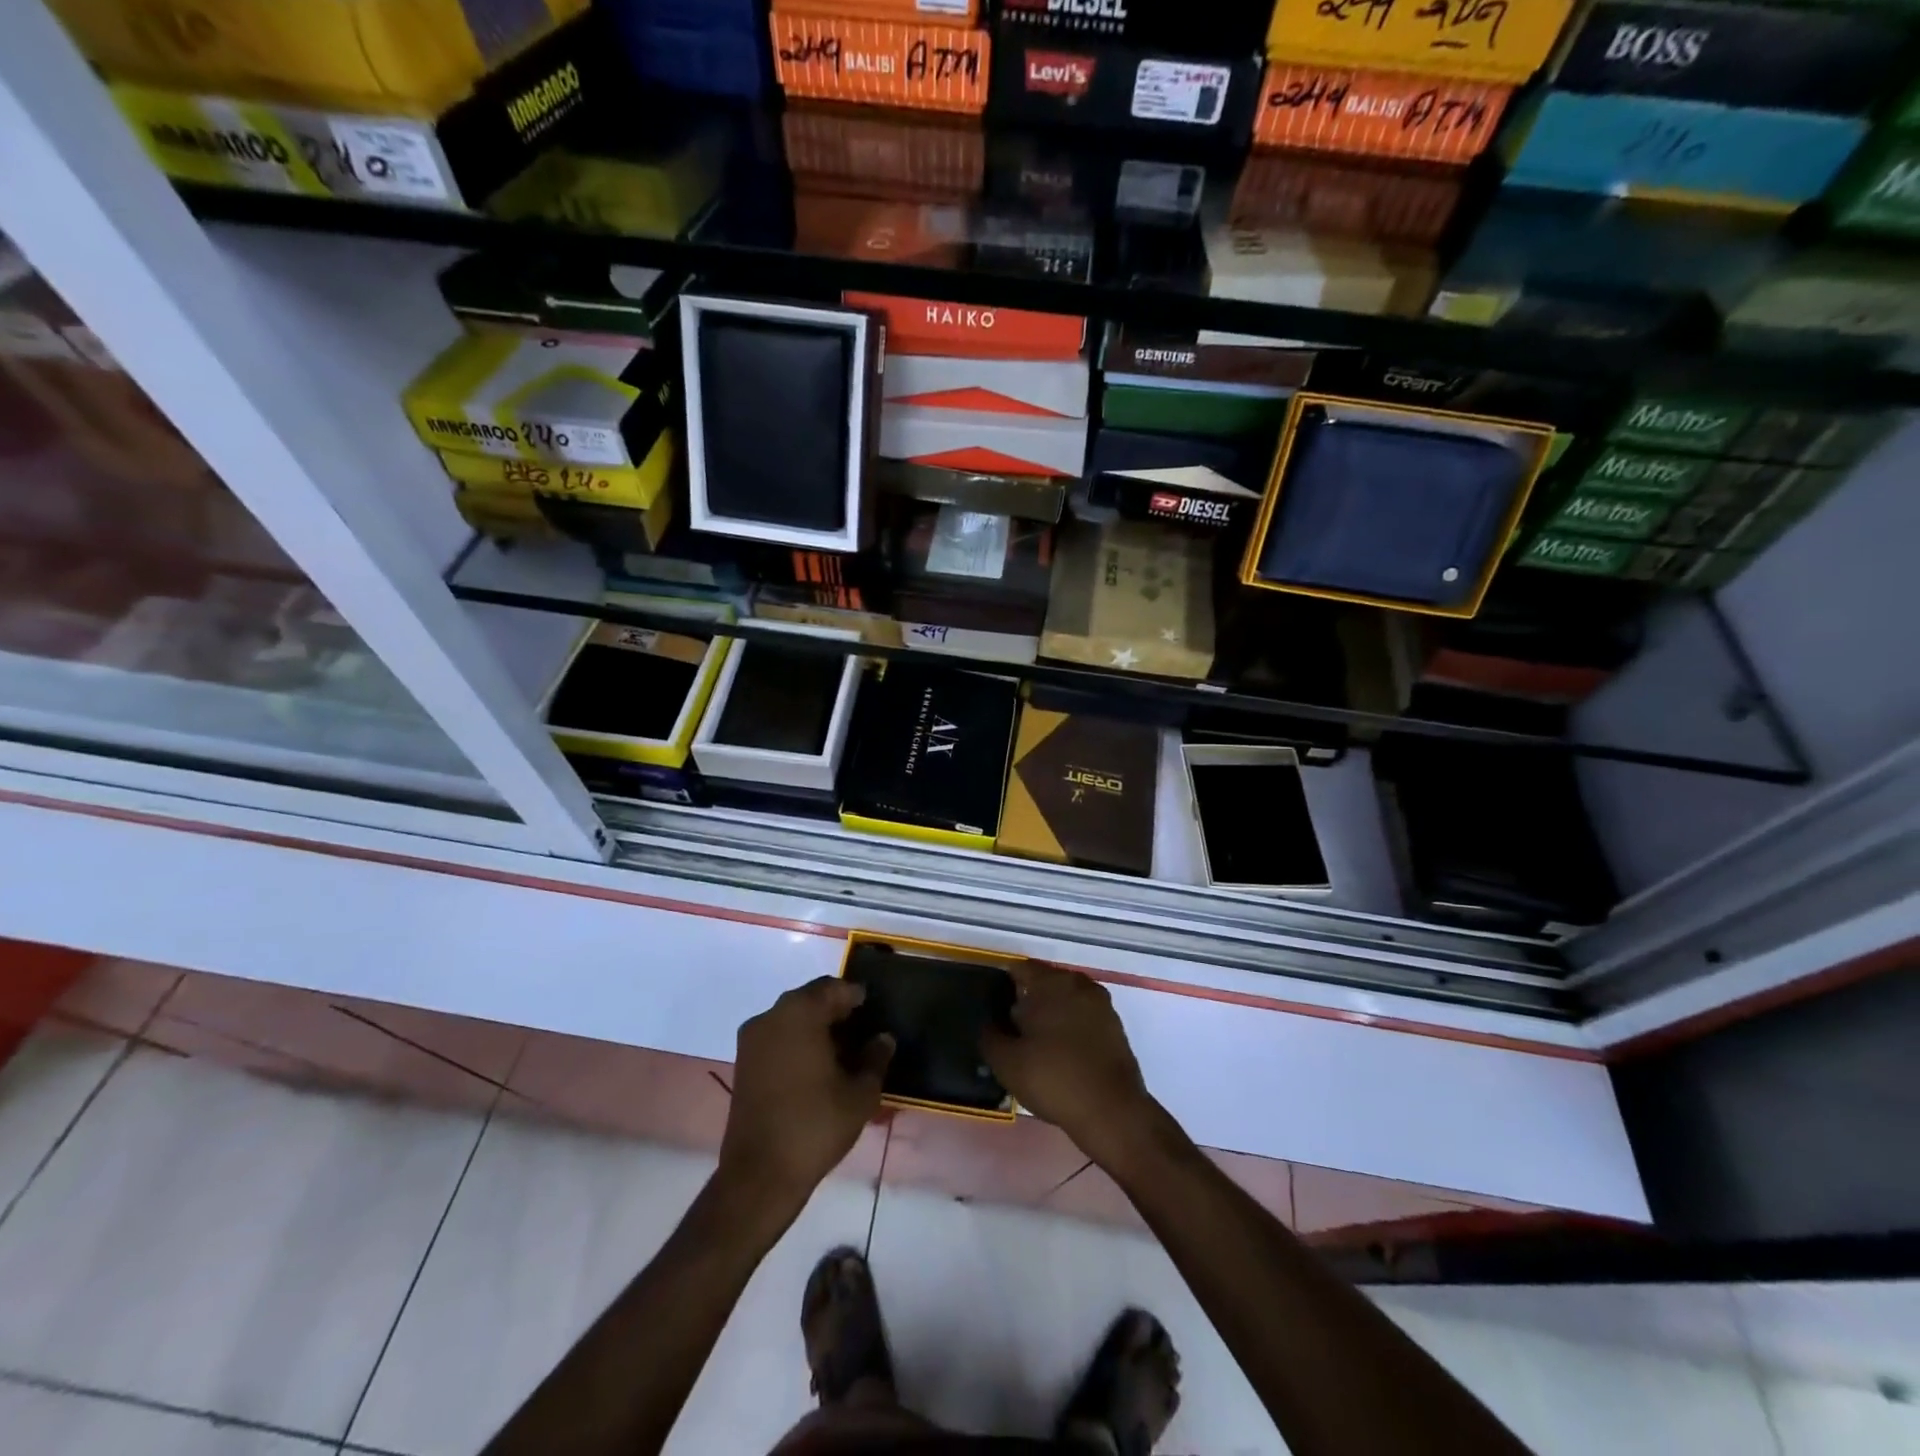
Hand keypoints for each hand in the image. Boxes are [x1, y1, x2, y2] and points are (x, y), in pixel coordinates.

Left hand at [719, 978, 891, 1215]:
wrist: (759, 1176)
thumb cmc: (815, 1125)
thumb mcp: (860, 1093)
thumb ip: (875, 1058)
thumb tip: (883, 1038)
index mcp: (800, 1012)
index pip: (834, 988)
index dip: (857, 997)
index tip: (874, 1012)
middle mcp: (772, 1016)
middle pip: (811, 1000)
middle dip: (836, 1012)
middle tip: (862, 1033)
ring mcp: (752, 1039)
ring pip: (792, 1018)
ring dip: (816, 1028)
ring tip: (843, 1053)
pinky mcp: (743, 1063)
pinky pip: (777, 1038)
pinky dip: (797, 1043)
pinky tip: (817, 1068)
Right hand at [982, 961, 1155, 1163]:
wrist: (1112, 1111)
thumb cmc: (1054, 1078)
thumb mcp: (1007, 1062)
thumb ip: (990, 1036)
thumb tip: (988, 1023)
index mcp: (1050, 982)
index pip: (1020, 969)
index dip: (1003, 985)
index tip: (994, 1009)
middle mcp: (1078, 983)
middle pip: (1045, 982)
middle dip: (1028, 1000)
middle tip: (1012, 1030)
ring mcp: (1101, 1004)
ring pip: (1066, 999)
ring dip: (1052, 1014)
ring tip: (1036, 1044)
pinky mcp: (1115, 1026)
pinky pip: (1084, 1016)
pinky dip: (1071, 1027)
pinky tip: (1062, 1053)